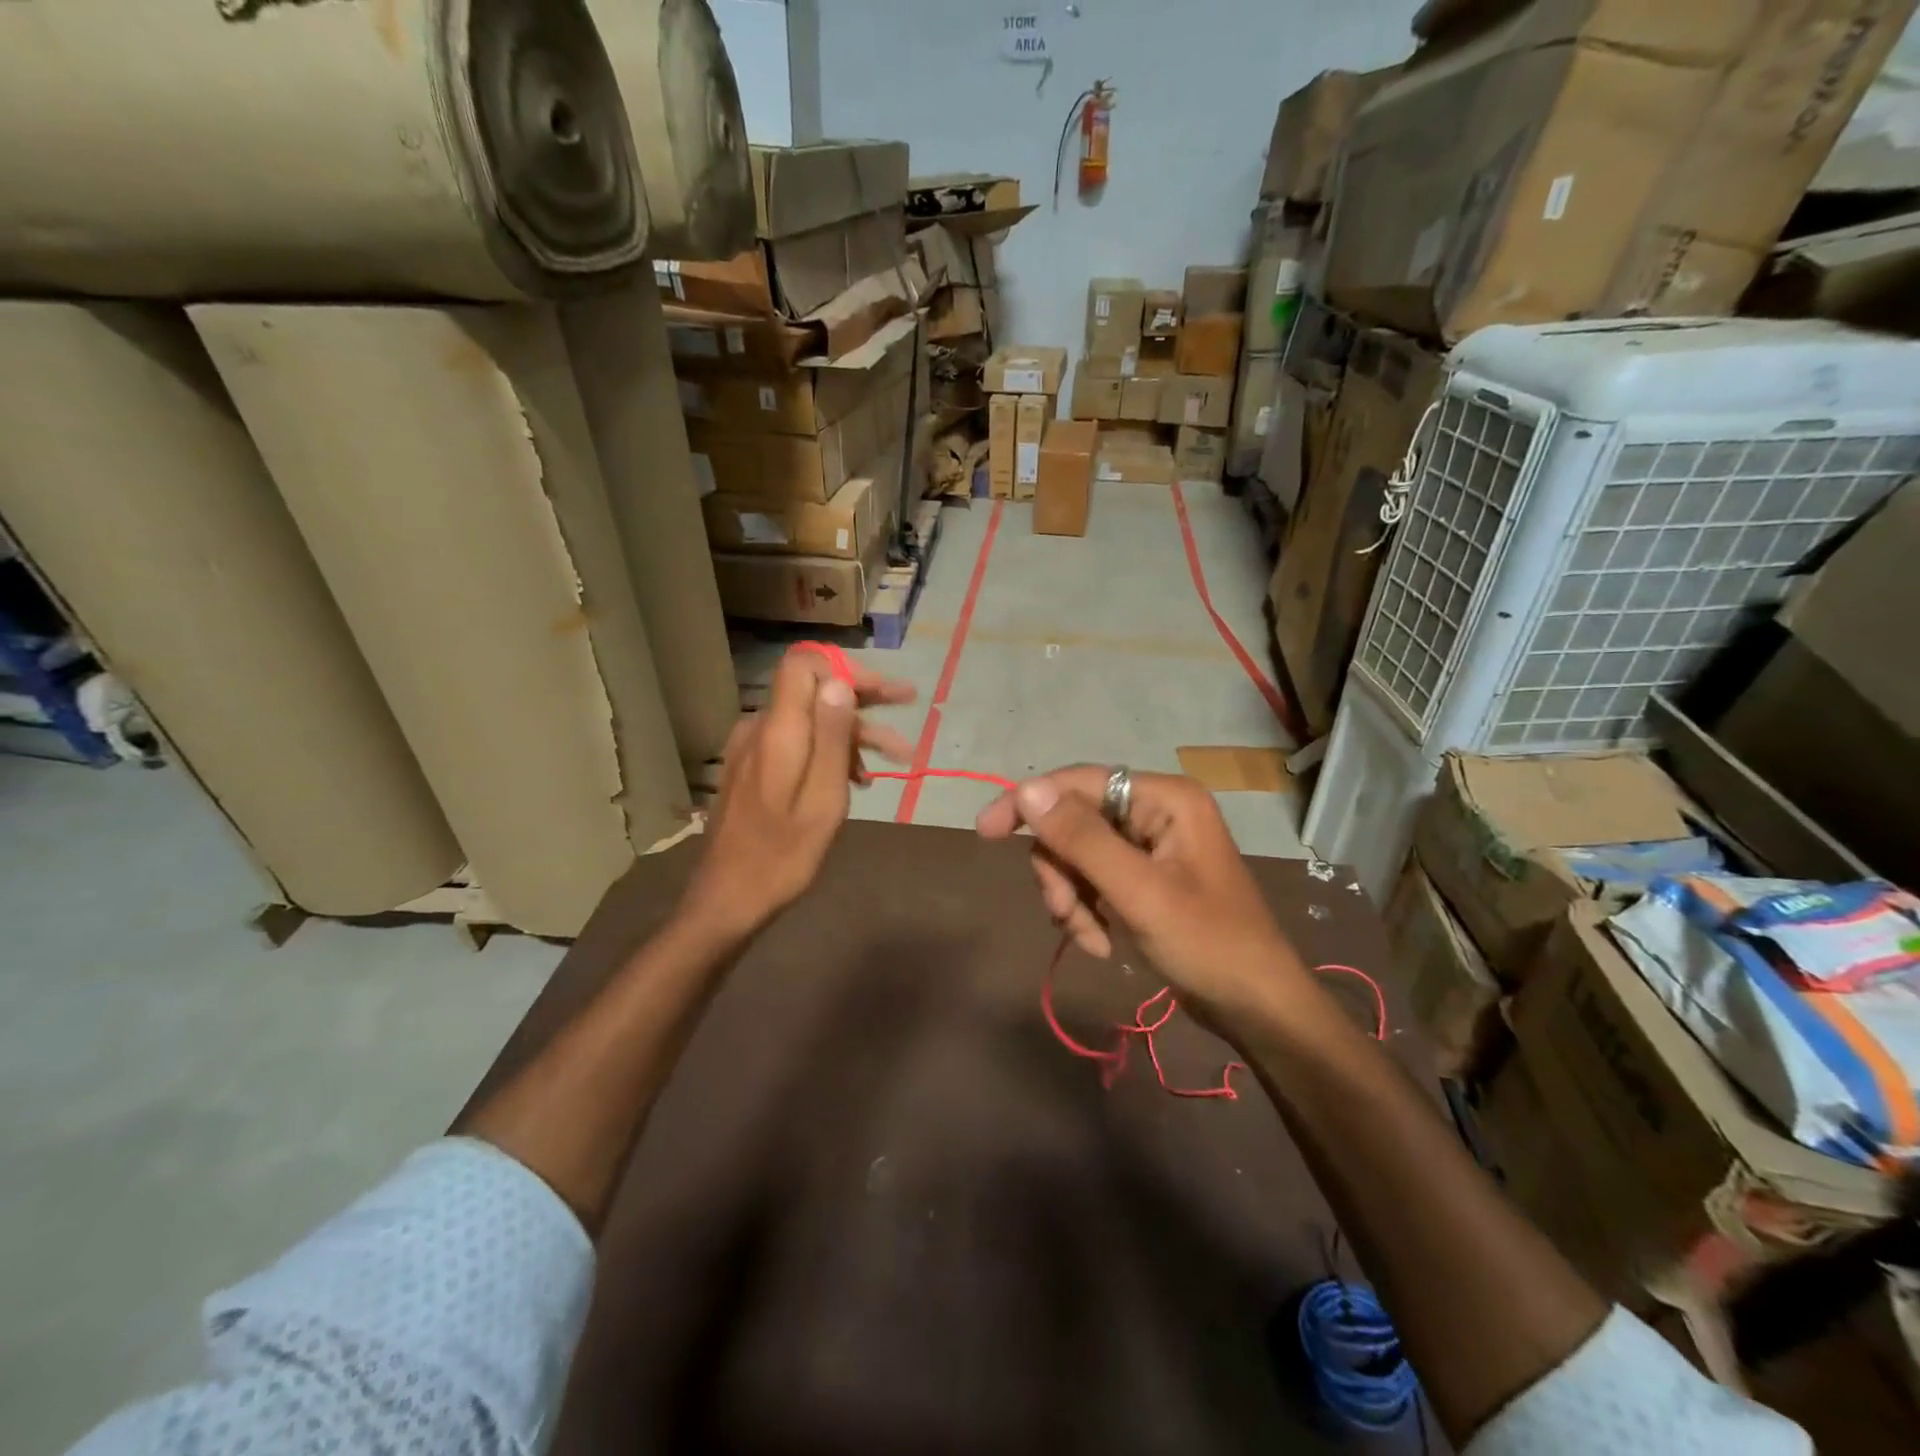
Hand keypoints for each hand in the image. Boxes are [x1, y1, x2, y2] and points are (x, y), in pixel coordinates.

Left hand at [681, 648, 915, 936]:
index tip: (884, 692)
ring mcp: (753, 749)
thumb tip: (840, 682)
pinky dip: (829, 752)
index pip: (805, 665)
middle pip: (813, 691)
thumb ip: (830, 738)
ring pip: (809, 720)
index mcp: (778, 731)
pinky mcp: (753, 769)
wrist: (728, 899)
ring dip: (853, 733)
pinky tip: (857, 778)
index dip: (847, 670)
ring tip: (898, 757)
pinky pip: (797, 743)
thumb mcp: (821, 799)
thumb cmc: (782, 856)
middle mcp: (760, 729)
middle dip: (864, 698)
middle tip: (908, 705)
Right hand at [976, 766, 1307, 1026]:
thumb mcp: (1138, 892)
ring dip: (1071, 897)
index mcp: (1164, 798)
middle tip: (1062, 913)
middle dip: (1060, 870)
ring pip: (1078, 854)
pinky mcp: (1145, 876)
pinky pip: (1093, 878)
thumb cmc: (1208, 944)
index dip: (1029, 803)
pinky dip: (1086, 909)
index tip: (985, 832)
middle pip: (1074, 822)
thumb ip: (1081, 839)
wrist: (1257, 1006)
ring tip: (1089, 936)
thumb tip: (1026, 790)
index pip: (1079, 782)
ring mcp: (1150, 845)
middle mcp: (1156, 810)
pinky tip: (1101, 942)